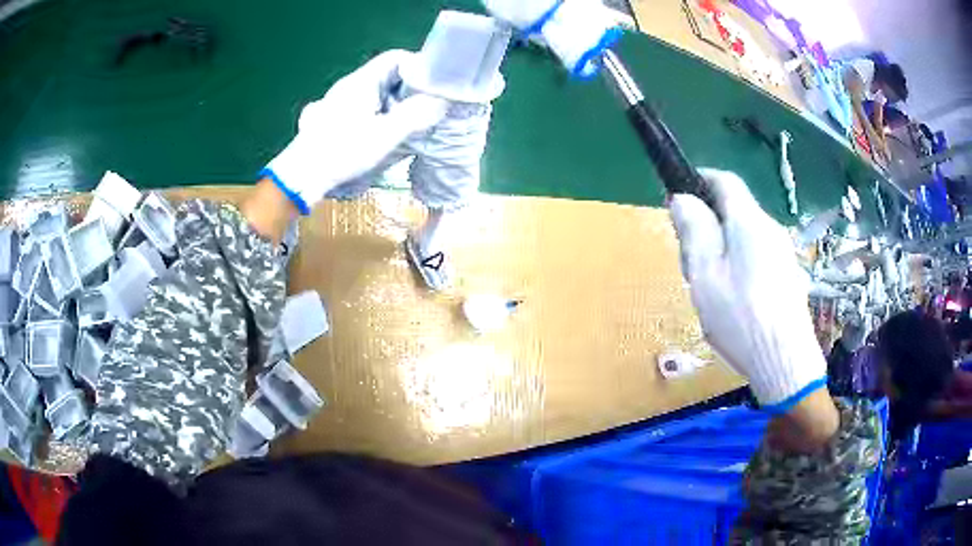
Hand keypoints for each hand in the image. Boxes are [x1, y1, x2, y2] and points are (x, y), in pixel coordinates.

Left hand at [263, 50, 449, 213]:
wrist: (300, 176)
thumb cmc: (342, 152)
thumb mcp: (384, 136)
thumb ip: (415, 115)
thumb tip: (441, 100)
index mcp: (362, 81)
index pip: (395, 58)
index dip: (418, 67)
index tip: (434, 88)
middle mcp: (350, 85)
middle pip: (388, 74)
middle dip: (410, 89)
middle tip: (426, 109)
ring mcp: (341, 100)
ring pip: (378, 91)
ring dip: (397, 104)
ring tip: (410, 124)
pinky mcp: (336, 116)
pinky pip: (367, 105)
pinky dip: (382, 113)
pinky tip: (387, 133)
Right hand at [669, 169, 826, 411]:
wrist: (785, 361)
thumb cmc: (741, 317)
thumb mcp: (706, 274)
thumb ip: (694, 230)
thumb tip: (683, 198)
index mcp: (749, 222)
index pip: (726, 180)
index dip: (701, 179)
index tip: (681, 194)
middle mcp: (771, 229)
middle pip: (736, 209)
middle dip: (710, 220)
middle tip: (689, 255)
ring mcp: (784, 253)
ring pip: (747, 234)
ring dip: (724, 244)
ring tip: (710, 283)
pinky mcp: (789, 276)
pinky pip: (759, 255)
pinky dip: (740, 262)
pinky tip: (735, 297)